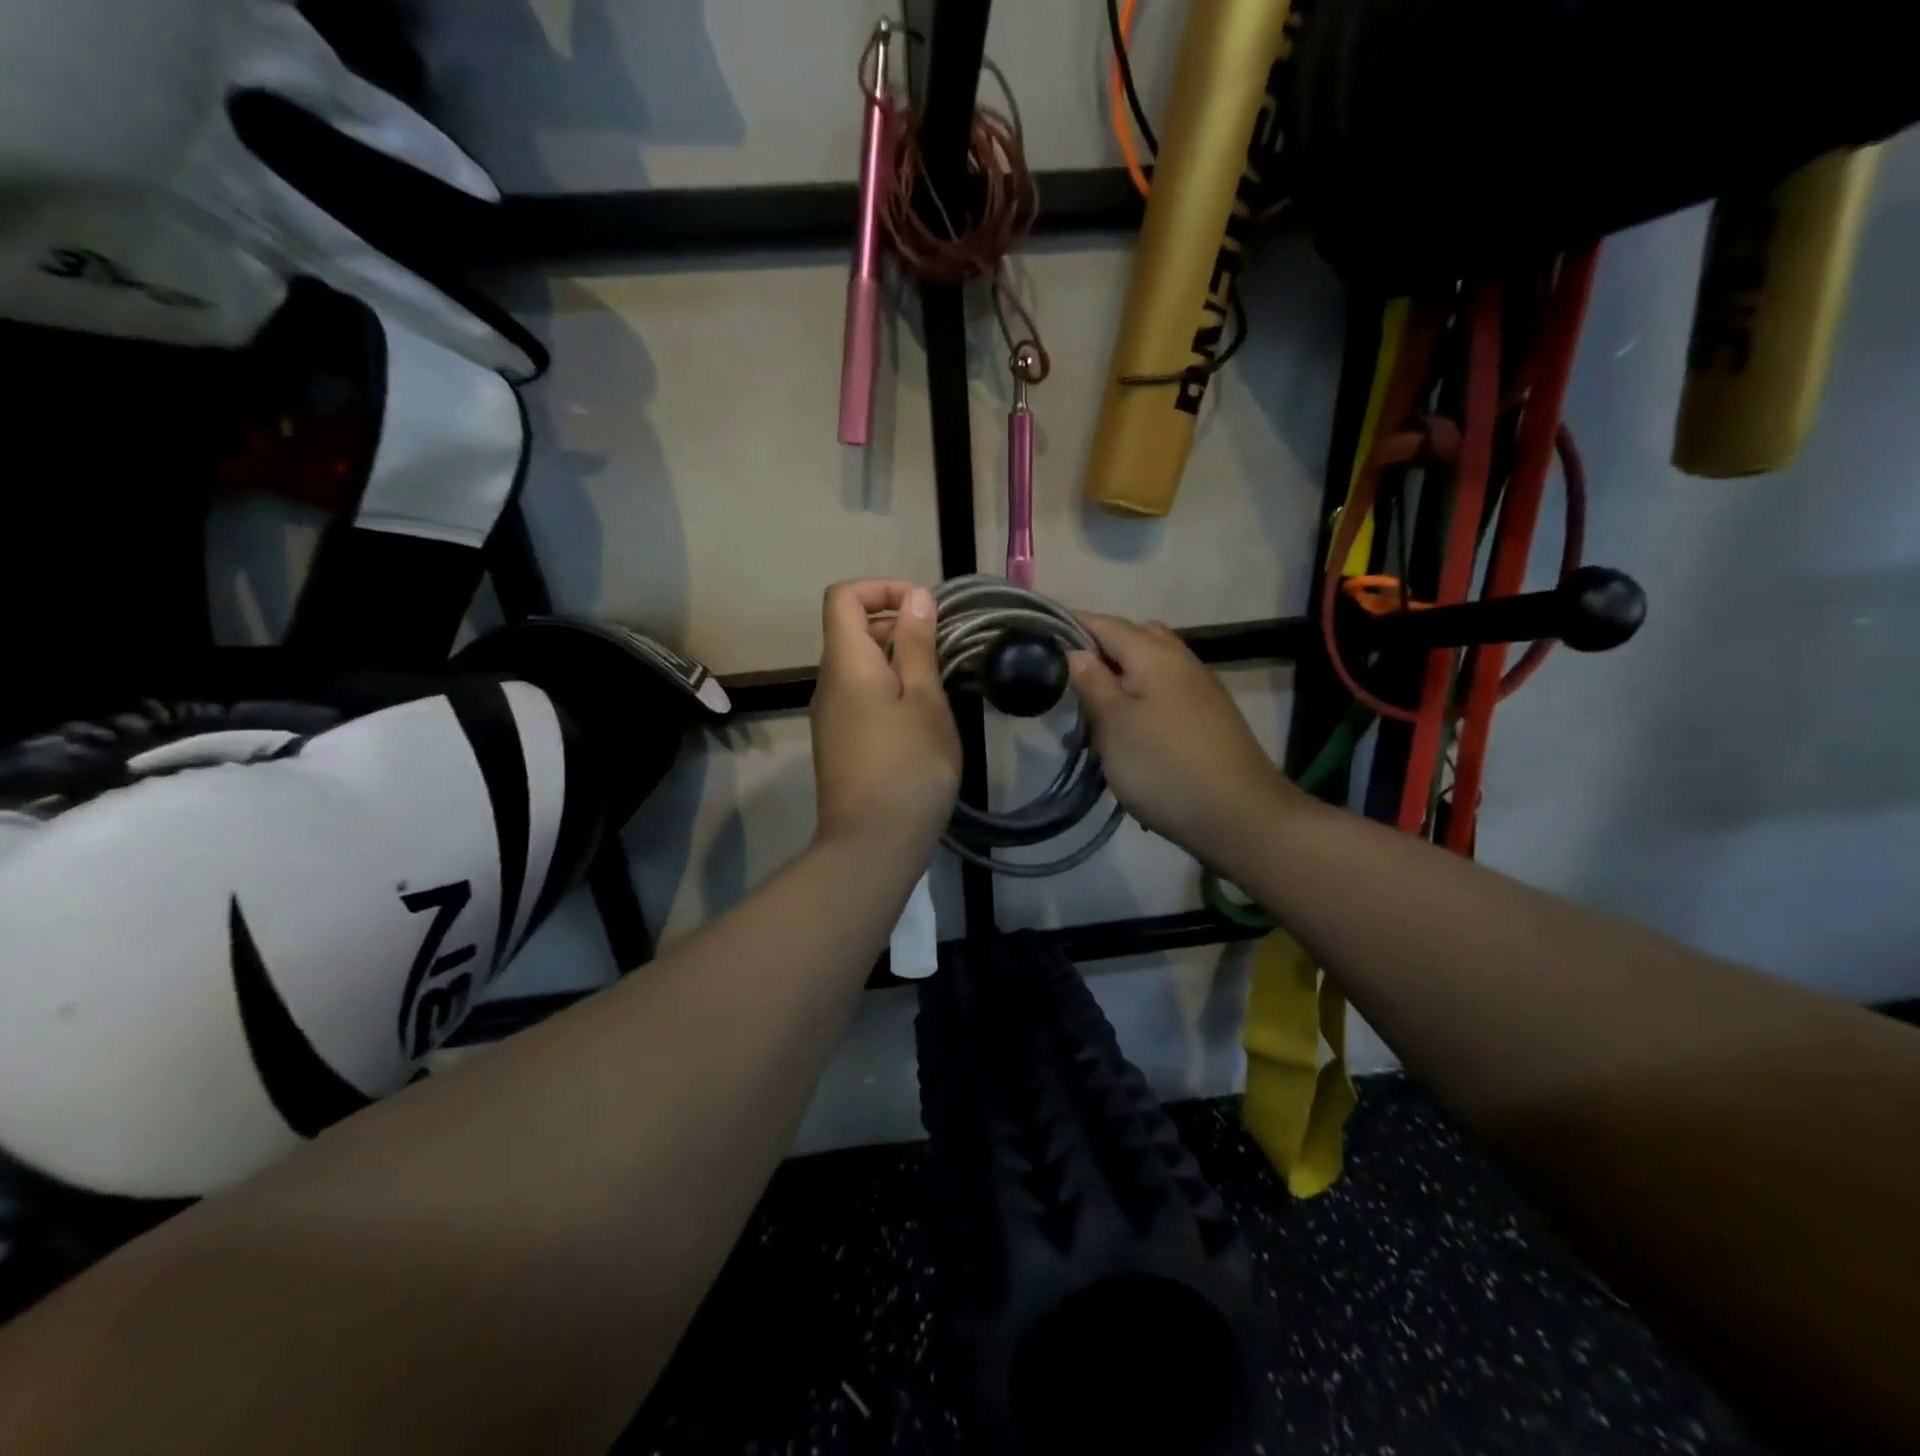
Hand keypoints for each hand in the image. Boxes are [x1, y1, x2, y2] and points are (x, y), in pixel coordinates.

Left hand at [810, 580, 961, 859]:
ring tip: (940, 685)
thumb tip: (914, 597)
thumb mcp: (925, 700)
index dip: (882, 588)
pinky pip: (860, 697)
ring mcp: (829, 716)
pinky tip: (921, 720)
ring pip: (859, 666)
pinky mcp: (838, 743)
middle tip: (944, 648)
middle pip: (852, 630)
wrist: (873, 844)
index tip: (923, 609)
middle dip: (897, 625)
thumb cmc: (909, 766)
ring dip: (898, 661)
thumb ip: (918, 645)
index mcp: (846, 663)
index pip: (843, 596)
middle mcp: (828, 683)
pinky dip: (889, 690)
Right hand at [1068, 613, 1303, 864]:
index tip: (1041, 635)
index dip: (1073, 625)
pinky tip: (1129, 735)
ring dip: (1121, 681)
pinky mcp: (1209, 720)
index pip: (1106, 624)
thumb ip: (1093, 683)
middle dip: (1100, 652)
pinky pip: (1166, 695)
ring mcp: (1201, 691)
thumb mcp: (1114, 724)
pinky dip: (1141, 703)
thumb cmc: (1164, 766)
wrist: (1240, 816)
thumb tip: (1077, 652)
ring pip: (1152, 669)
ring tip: (1095, 715)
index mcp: (1155, 655)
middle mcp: (1182, 662)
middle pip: (1134, 640)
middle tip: (1070, 681)